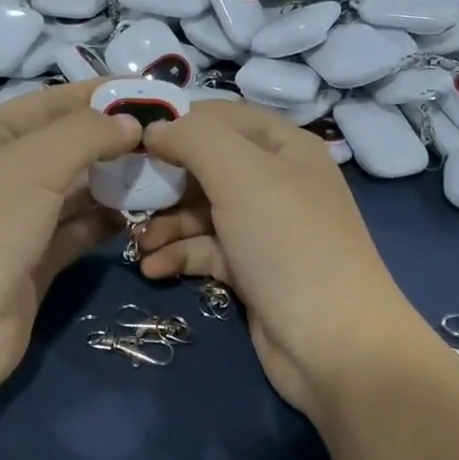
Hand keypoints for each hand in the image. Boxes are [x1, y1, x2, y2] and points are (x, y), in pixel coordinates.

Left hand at [0, 81, 138, 401]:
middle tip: (166, 139)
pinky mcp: (31, 263)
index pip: (49, 103)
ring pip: (72, 192)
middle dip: (111, 141)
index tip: (153, 93)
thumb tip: (131, 122)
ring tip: (159, 176)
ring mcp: (13, 222)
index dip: (100, 95)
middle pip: (63, 147)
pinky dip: (101, 224)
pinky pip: (74, 232)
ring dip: (111, 184)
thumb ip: (86, 133)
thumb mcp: (32, 163)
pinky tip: (133, 218)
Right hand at [132, 102, 429, 417]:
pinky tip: (153, 269)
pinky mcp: (252, 271)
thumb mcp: (241, 174)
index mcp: (284, 147)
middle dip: (165, 183)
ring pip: (201, 213)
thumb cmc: (287, 243)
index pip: (221, 117)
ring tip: (138, 243)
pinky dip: (179, 256)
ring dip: (165, 225)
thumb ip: (193, 138)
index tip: (131, 140)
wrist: (332, 342)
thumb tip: (155, 129)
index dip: (176, 123)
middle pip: (206, 167)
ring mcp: (264, 230)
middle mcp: (276, 183)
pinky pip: (206, 252)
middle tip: (126, 197)